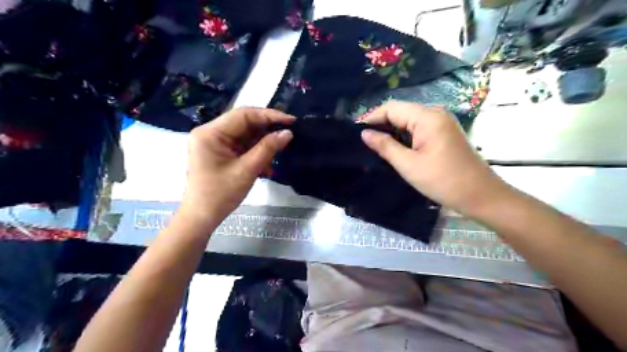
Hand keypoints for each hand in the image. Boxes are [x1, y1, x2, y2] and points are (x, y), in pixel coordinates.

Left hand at [181, 108, 295, 226]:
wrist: (202, 217)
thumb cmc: (221, 194)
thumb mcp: (247, 170)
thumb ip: (268, 149)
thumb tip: (288, 133)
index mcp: (210, 133)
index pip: (244, 115)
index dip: (269, 115)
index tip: (291, 121)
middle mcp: (210, 132)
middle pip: (244, 123)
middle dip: (267, 130)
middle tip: (288, 134)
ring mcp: (215, 142)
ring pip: (245, 135)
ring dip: (263, 144)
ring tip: (279, 152)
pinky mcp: (220, 152)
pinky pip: (242, 146)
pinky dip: (256, 152)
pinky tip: (266, 165)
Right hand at [360, 100, 510, 217]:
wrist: (481, 196)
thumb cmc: (442, 181)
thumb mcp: (408, 164)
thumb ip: (385, 146)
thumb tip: (364, 133)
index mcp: (427, 117)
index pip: (392, 108)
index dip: (372, 118)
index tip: (357, 133)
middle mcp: (436, 114)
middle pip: (401, 112)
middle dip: (381, 125)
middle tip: (364, 142)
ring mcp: (442, 123)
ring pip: (409, 121)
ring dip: (392, 131)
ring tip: (375, 146)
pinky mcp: (444, 134)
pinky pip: (419, 129)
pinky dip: (404, 136)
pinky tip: (395, 148)